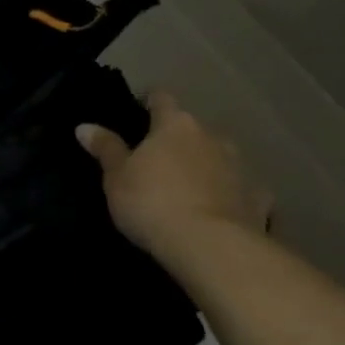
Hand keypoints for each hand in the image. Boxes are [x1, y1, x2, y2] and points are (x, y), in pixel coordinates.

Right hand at [77, 91, 271, 271]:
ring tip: (187, 190)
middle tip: (157, 161)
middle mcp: (212, 136)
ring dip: (204, 166)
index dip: (149, 101)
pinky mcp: (260, 197)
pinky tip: (219, 213)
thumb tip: (84, 126)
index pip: (161, 98)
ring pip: (218, 157)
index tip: (138, 111)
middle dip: (177, 140)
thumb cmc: (152, 203)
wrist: (211, 246)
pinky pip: (240, 189)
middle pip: (192, 129)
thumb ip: (105, 149)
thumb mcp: (116, 178)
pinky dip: (229, 195)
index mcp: (175, 125)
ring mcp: (241, 165)